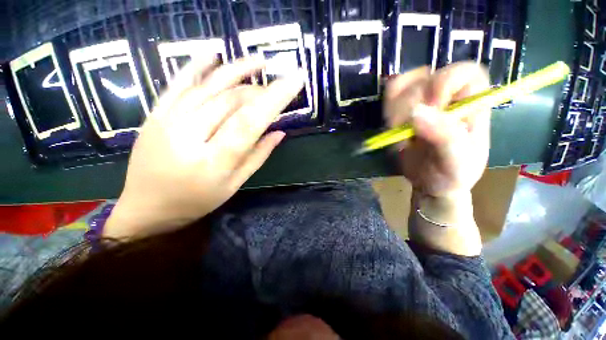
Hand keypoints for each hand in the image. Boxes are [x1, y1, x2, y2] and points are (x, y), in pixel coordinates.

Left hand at [104, 57, 303, 238]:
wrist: (146, 207)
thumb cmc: (196, 201)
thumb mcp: (234, 185)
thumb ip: (258, 156)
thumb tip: (279, 132)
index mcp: (213, 161)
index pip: (250, 121)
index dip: (275, 98)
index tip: (295, 80)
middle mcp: (189, 135)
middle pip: (232, 101)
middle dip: (260, 91)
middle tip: (276, 90)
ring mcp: (168, 120)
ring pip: (209, 86)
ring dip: (237, 71)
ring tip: (260, 62)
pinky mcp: (155, 113)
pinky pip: (178, 82)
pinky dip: (197, 65)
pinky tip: (214, 53)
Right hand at [384, 62, 489, 197]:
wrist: (431, 183)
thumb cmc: (452, 174)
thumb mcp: (456, 161)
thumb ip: (444, 136)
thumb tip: (416, 112)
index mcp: (473, 103)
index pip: (464, 72)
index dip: (444, 83)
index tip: (432, 107)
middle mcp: (449, 96)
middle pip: (424, 79)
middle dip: (410, 105)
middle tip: (408, 132)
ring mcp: (423, 100)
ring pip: (403, 86)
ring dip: (395, 112)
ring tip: (400, 134)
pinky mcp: (403, 108)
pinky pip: (391, 94)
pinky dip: (387, 107)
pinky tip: (391, 126)